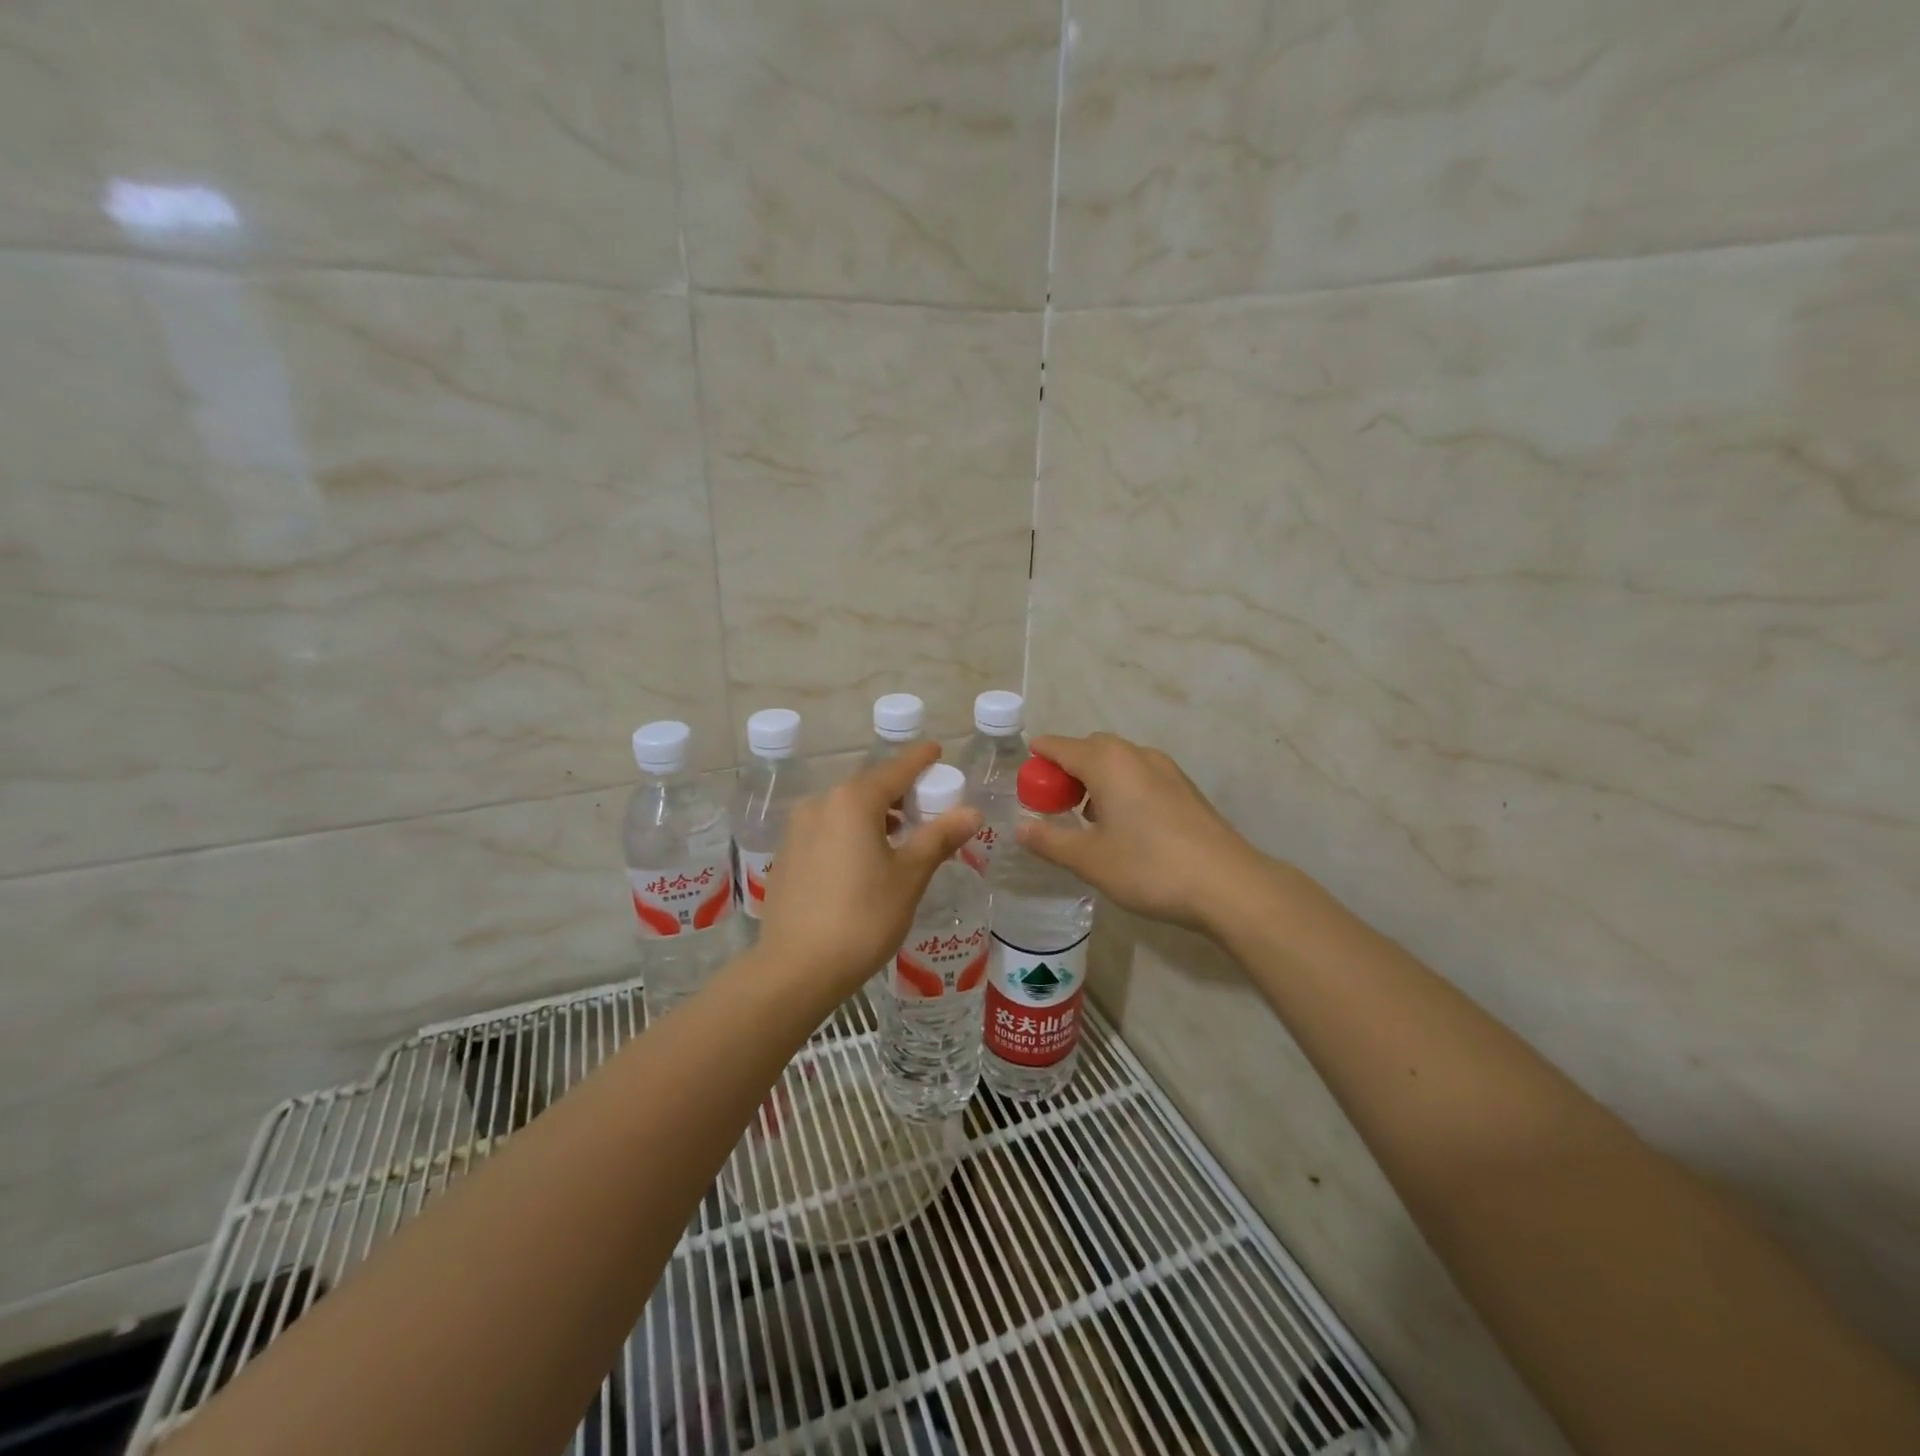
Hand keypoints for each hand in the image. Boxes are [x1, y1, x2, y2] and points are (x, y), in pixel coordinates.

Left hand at [756, 742, 980, 996]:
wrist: (796, 969)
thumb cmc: (863, 918)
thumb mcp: (909, 876)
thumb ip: (939, 837)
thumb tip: (972, 811)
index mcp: (853, 801)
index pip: (896, 770)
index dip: (919, 760)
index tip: (936, 750)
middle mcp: (821, 804)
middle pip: (869, 788)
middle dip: (899, 792)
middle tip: (927, 806)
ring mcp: (798, 829)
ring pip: (845, 809)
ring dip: (874, 814)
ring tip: (900, 836)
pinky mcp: (787, 855)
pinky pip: (827, 829)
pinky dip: (851, 832)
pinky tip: (864, 859)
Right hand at [1019, 732, 1263, 932]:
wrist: (1228, 885)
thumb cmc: (1149, 867)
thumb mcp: (1089, 859)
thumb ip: (1050, 841)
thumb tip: (1021, 829)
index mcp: (1108, 763)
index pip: (1060, 747)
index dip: (1038, 760)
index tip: (1025, 781)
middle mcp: (1136, 755)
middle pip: (1091, 749)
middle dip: (1067, 769)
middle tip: (1054, 804)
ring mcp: (1166, 769)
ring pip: (1118, 762)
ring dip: (1096, 779)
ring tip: (1087, 818)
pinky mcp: (1185, 788)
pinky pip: (1140, 775)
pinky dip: (1121, 788)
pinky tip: (1124, 825)